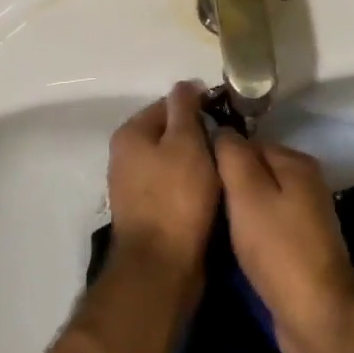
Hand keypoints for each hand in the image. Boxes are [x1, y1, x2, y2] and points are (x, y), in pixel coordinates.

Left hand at [107, 82, 219, 278]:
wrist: (161, 267)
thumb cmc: (176, 197)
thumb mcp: (186, 142)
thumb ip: (185, 108)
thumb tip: (185, 85)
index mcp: (130, 134)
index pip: (168, 104)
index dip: (198, 107)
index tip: (226, 117)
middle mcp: (125, 157)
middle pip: (169, 134)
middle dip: (198, 137)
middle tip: (228, 146)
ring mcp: (133, 188)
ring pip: (173, 162)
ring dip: (197, 164)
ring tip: (225, 170)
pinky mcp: (146, 213)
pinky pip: (173, 188)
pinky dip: (191, 187)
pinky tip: (212, 194)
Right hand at [213, 134, 353, 352]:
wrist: (317, 316)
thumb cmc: (278, 248)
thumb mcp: (247, 193)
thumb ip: (232, 155)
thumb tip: (221, 129)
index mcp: (295, 162)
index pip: (248, 143)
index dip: (220, 156)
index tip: (195, 175)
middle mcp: (304, 183)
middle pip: (254, 172)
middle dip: (228, 186)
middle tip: (199, 202)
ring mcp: (304, 217)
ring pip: (258, 202)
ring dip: (236, 213)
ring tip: (208, 225)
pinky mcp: (299, 248)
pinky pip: (265, 228)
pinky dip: (248, 235)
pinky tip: (229, 248)